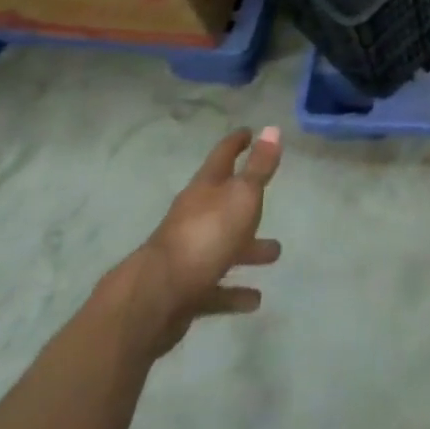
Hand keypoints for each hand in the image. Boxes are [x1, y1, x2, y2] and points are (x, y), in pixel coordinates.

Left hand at [118, 127, 282, 353]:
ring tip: (274, 254)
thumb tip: (272, 128)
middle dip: (247, 202)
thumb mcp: (242, 195)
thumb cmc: (205, 235)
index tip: (249, 132)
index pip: (223, 155)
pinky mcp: (185, 291)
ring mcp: (188, 254)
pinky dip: (234, 292)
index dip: (237, 142)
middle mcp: (195, 216)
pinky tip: (254, 300)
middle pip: (224, 203)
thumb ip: (259, 167)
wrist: (155, 299)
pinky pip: (215, 289)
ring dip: (248, 250)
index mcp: (206, 188)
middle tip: (268, 200)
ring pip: (224, 246)